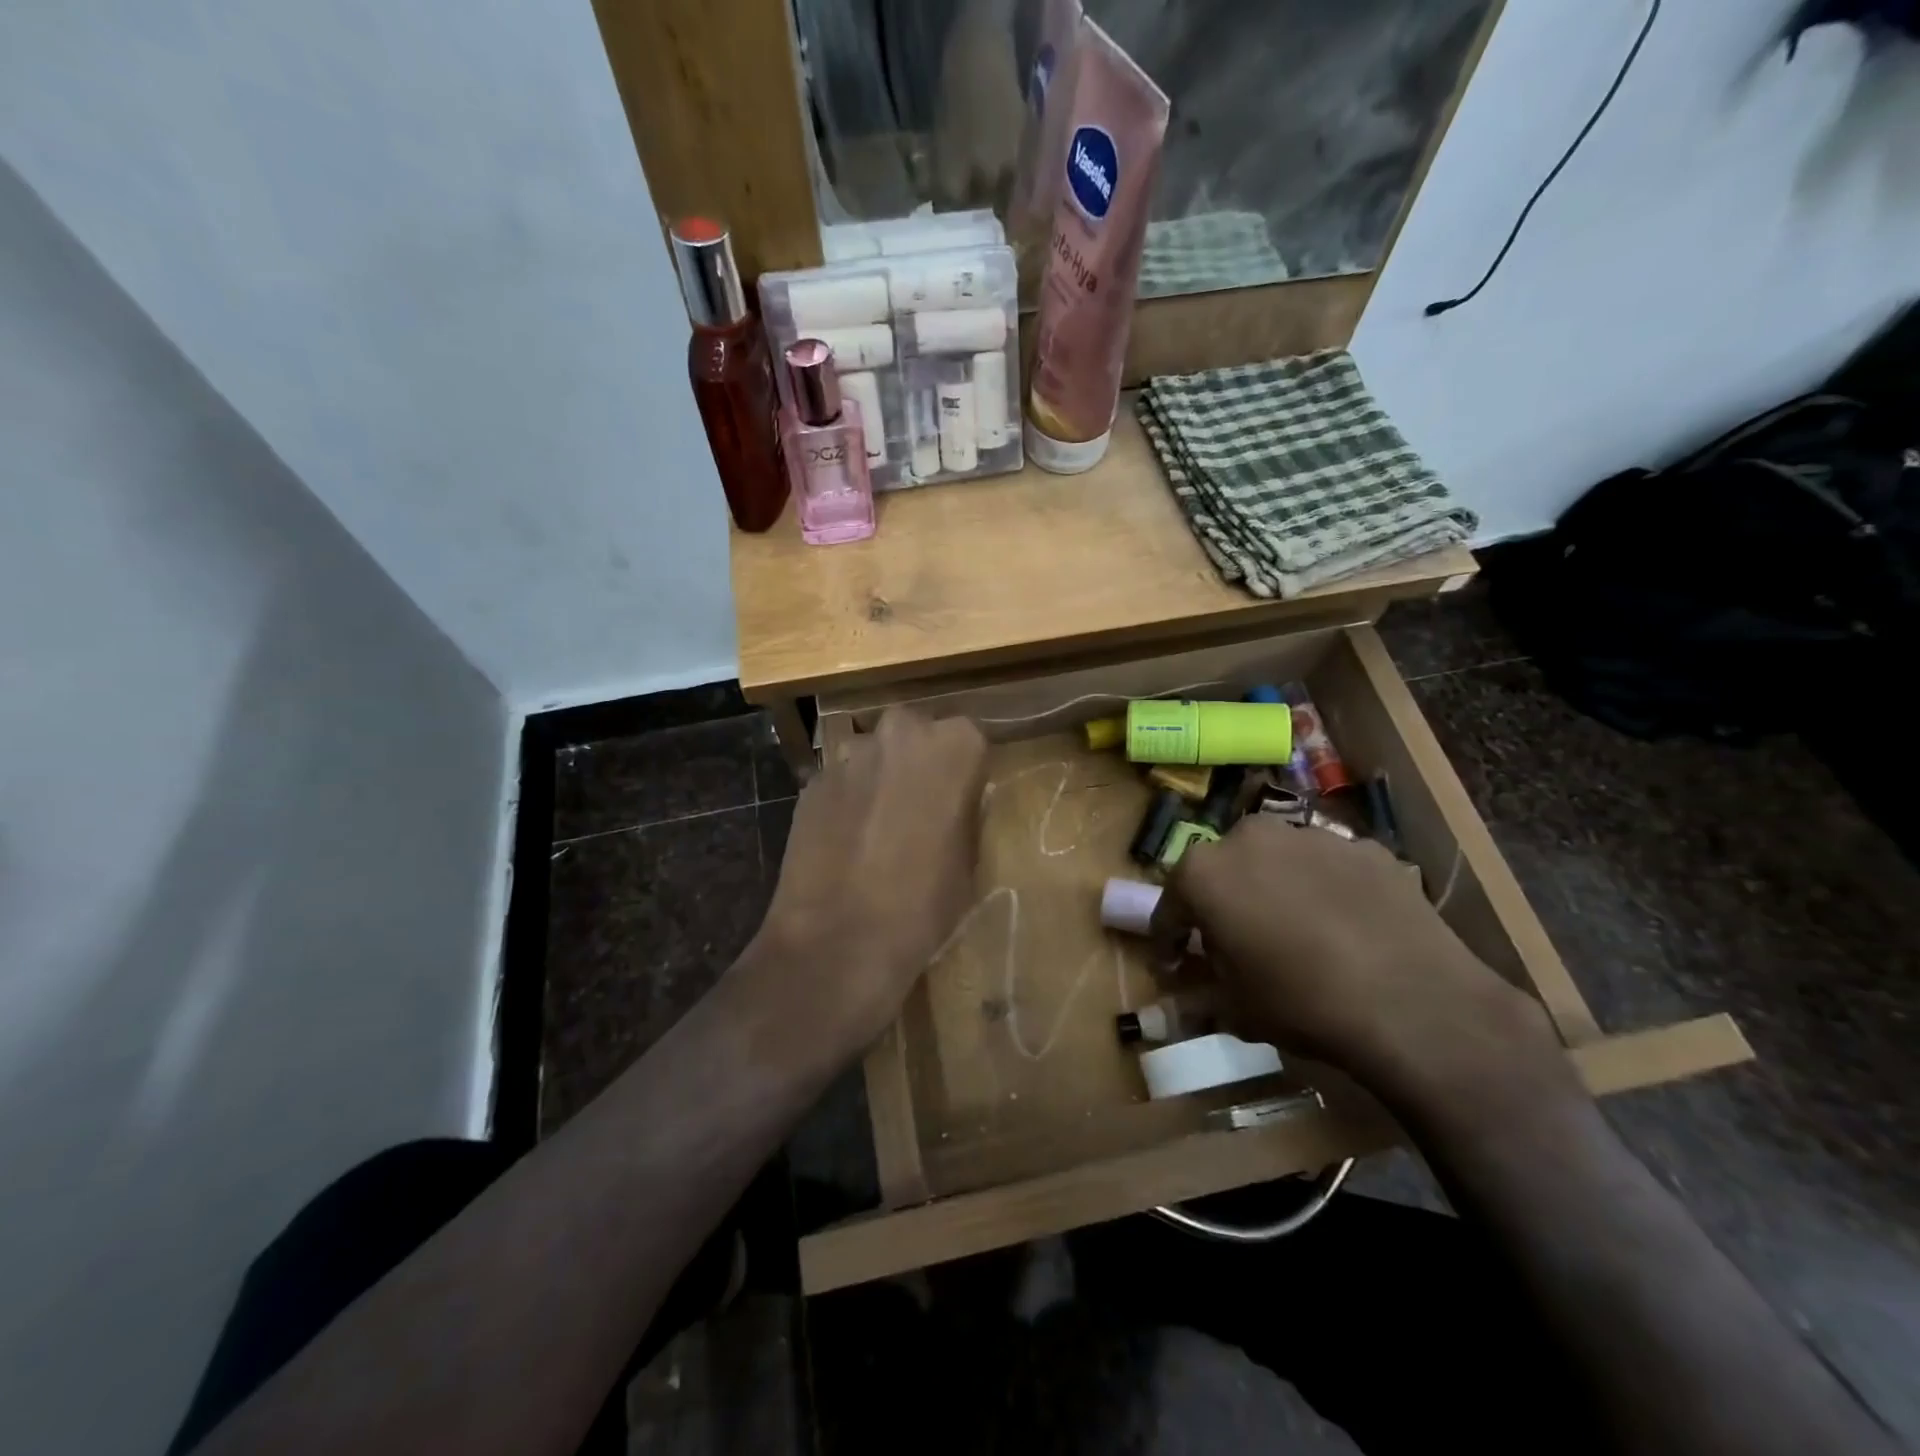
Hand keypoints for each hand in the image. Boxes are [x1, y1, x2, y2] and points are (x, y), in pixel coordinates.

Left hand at [748, 709, 987, 1059]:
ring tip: (878, 829)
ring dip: (879, 779)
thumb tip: (956, 803)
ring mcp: (850, 754)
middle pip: (916, 735)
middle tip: (920, 810)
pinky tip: (846, 843)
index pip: (969, 741)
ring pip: (874, 756)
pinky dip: (846, 802)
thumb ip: (965, 813)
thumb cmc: (924, 903)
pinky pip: (841, 782)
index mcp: (954, 744)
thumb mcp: (970, 859)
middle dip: (918, 763)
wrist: (839, 940)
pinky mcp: (812, 782)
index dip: (964, 773)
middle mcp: (901, 732)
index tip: (961, 802)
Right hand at [1150, 816, 1575, 1112]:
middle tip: (1236, 941)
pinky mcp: (1365, 847)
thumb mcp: (1235, 1010)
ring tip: (1295, 932)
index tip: (1173, 966)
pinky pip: (1328, 867)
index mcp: (1205, 872)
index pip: (1170, 905)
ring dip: (1274, 888)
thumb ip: (1195, 998)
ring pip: (1277, 860)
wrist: (1414, 1002)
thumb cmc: (1301, 1002)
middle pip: (1223, 870)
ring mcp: (1311, 835)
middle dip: (1223, 901)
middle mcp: (1250, 837)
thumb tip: (1163, 1014)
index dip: (1168, 939)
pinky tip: (1344, 926)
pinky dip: (1325, 889)